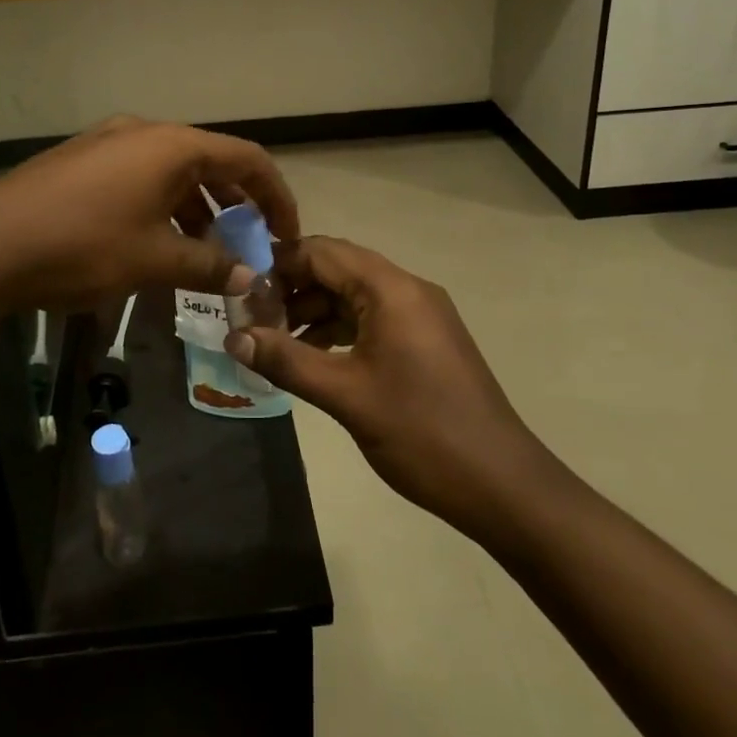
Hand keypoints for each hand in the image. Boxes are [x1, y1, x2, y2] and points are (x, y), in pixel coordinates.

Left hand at [0, 117, 299, 316]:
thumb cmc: (83, 246)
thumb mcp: (153, 260)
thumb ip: (207, 266)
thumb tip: (247, 277)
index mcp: (172, 145)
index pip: (248, 159)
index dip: (276, 196)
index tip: (288, 235)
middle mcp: (144, 132)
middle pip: (211, 162)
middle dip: (237, 205)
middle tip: (249, 246)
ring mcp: (109, 143)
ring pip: (174, 171)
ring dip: (199, 208)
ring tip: (207, 252)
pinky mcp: (83, 162)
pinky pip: (142, 177)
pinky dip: (164, 205)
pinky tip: (159, 242)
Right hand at [226, 236, 548, 540]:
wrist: (503, 485)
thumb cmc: (422, 433)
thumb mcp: (346, 396)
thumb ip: (287, 361)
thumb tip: (233, 337)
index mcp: (391, 289)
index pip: (322, 252)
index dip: (278, 265)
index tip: (241, 293)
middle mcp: (407, 289)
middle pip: (338, 268)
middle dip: (292, 288)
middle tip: (253, 319)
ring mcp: (421, 315)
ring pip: (354, 295)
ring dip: (313, 311)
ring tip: (275, 342)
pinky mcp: (426, 340)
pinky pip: (372, 318)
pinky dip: (339, 329)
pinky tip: (313, 358)